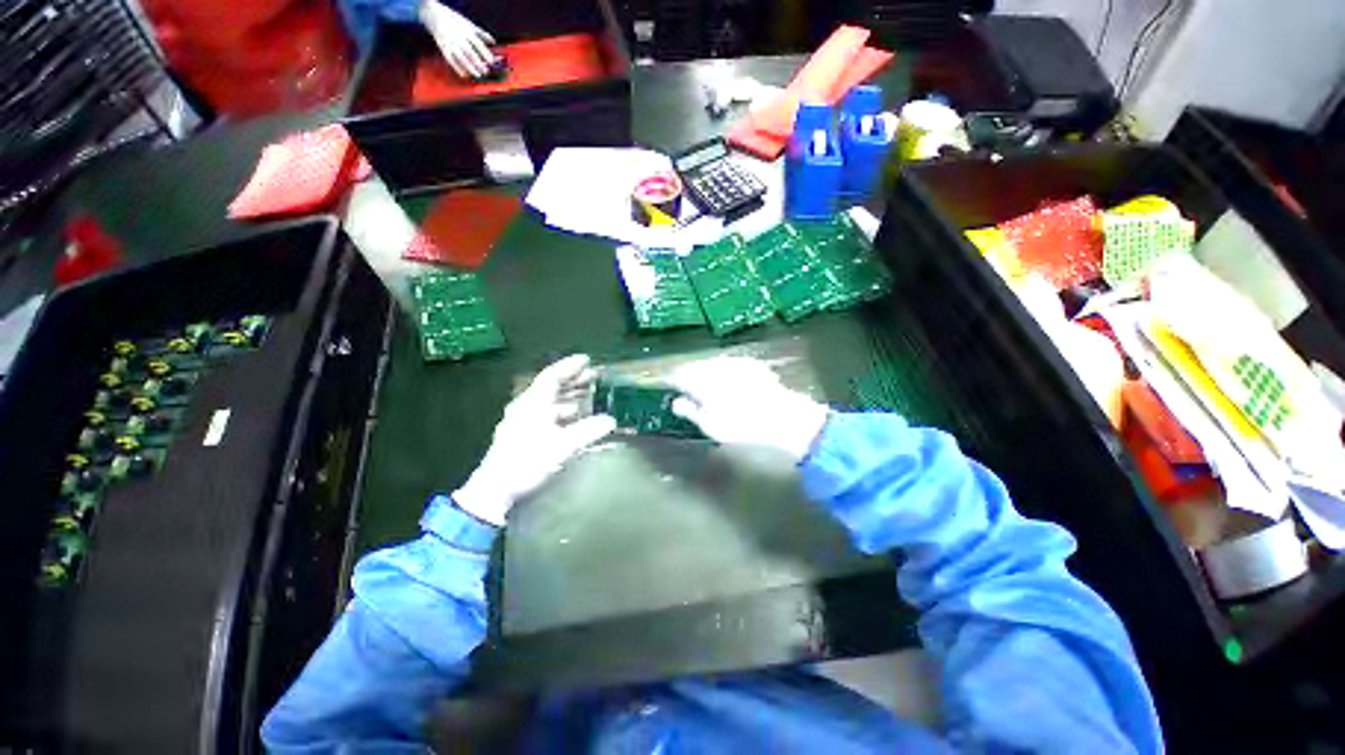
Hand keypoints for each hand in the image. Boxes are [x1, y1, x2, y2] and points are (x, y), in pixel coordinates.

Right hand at [417, 0, 495, 79]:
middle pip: (470, 53)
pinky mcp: (444, 48)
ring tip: (477, 74)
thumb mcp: (469, 24)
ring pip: (461, 58)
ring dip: (470, 68)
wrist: (434, 14)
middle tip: (485, 71)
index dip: (485, 53)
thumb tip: (493, 42)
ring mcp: (451, 44)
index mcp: (466, 31)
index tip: (491, 61)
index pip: (478, 44)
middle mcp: (459, 38)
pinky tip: (465, 74)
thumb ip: (481, 34)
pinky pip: (452, 61)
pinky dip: (458, 69)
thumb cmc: (455, 20)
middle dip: (478, 63)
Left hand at [453, 355, 615, 525]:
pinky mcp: (522, 434)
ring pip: (549, 401)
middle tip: (593, 376)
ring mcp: (522, 420)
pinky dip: (562, 411)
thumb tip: (610, 421)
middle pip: (551, 387)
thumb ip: (588, 431)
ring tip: (588, 395)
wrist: (495, 490)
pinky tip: (575, 418)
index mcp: (533, 403)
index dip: (570, 366)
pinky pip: (546, 414)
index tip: (587, 360)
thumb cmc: (528, 462)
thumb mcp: (562, 446)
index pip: (552, 376)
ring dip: (569, 396)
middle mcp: (526, 407)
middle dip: (573, 380)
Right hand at [669, 356, 829, 462]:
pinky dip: (725, 371)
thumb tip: (676, 402)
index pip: (679, 374)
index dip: (672, 380)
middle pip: (696, 366)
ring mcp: (735, 362)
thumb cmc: (741, 426)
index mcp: (700, 379)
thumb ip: (691, 411)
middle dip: (690, 375)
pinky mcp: (751, 364)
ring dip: (707, 372)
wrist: (783, 418)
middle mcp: (715, 365)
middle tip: (688, 389)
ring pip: (713, 363)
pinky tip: (730, 382)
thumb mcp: (711, 425)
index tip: (669, 386)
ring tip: (708, 386)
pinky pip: (730, 364)